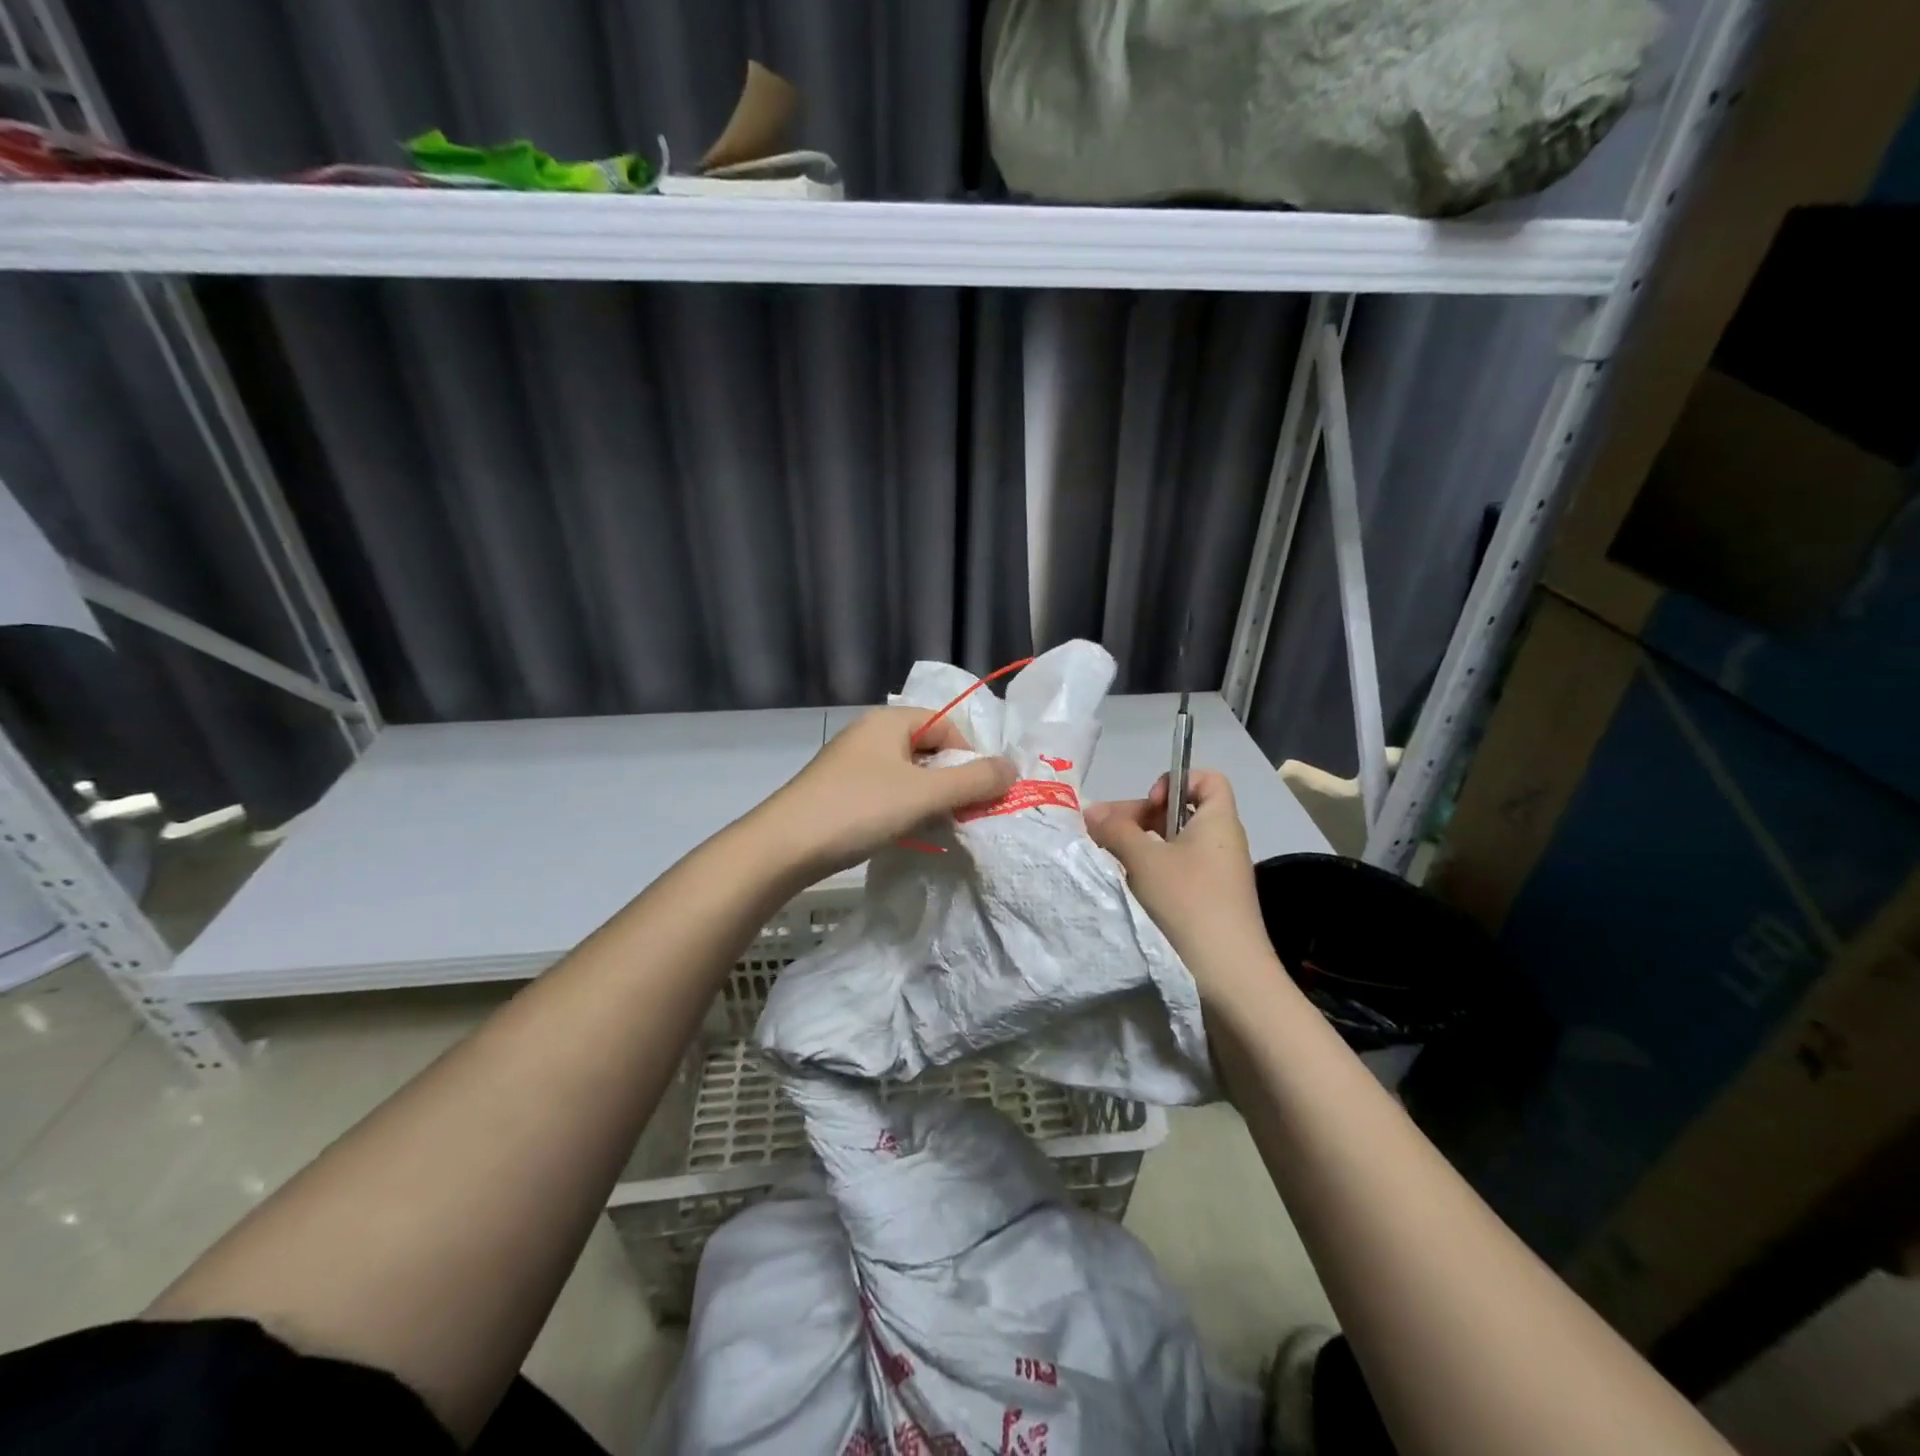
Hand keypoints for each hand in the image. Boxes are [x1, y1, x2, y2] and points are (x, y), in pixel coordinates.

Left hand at [753, 707, 1016, 880]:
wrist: (783, 847)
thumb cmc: (859, 809)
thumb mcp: (925, 794)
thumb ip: (973, 780)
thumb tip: (1012, 768)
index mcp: (890, 720)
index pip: (948, 726)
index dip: (970, 757)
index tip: (978, 795)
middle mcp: (870, 733)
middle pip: (928, 748)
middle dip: (951, 780)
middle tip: (962, 814)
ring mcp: (850, 762)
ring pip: (907, 773)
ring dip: (928, 798)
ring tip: (936, 826)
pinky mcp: (837, 790)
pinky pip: (884, 792)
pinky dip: (902, 808)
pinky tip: (902, 832)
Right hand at [1084, 771, 1277, 1001]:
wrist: (1230, 980)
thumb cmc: (1188, 904)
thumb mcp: (1144, 860)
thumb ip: (1115, 829)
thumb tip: (1091, 809)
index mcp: (1218, 822)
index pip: (1207, 779)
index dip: (1176, 781)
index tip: (1149, 805)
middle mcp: (1223, 845)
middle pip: (1182, 812)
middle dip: (1142, 818)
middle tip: (1108, 836)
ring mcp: (1218, 879)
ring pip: (1175, 847)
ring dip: (1141, 850)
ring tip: (1111, 864)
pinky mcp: (1209, 907)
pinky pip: (1177, 876)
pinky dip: (1151, 876)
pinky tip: (1129, 891)